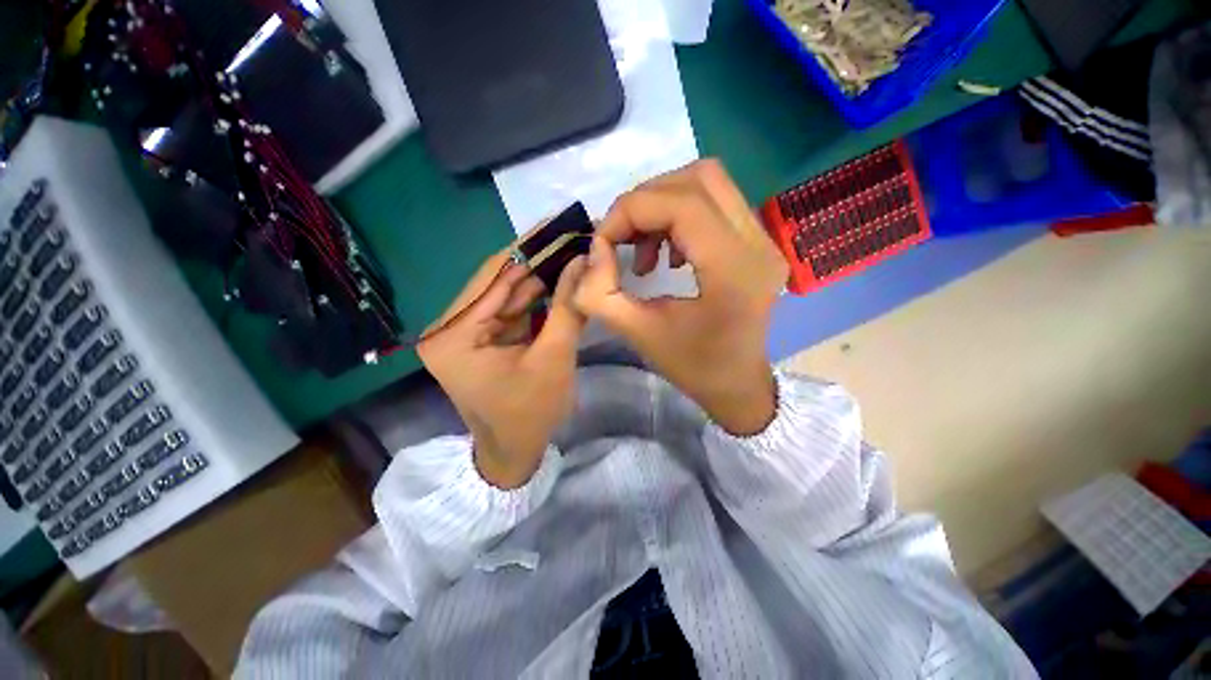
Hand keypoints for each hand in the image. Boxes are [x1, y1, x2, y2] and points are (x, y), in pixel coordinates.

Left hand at [418, 249, 588, 488]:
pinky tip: (561, 277)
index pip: (493, 277)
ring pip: (508, 292)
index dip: (529, 247)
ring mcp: (465, 331)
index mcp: (452, 335)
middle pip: (499, 281)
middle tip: (571, 234)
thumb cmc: (530, 414)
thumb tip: (584, 260)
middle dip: (538, 260)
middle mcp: (450, 327)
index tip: (558, 221)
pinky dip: (538, 296)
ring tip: (572, 250)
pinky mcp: (482, 337)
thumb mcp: (553, 358)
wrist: (515, 454)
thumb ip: (568, 307)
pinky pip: (512, 308)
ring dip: (541, 275)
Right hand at [572, 160, 788, 435]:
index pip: (680, 204)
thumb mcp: (639, 335)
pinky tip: (668, 255)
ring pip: (708, 184)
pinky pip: (716, 203)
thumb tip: (593, 250)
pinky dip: (680, 216)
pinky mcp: (760, 242)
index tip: (603, 242)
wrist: (738, 384)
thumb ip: (601, 294)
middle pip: (699, 179)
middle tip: (622, 239)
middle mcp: (758, 244)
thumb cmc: (693, 367)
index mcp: (733, 270)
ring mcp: (765, 240)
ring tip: (645, 252)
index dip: (631, 211)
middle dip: (646, 201)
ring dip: (662, 206)